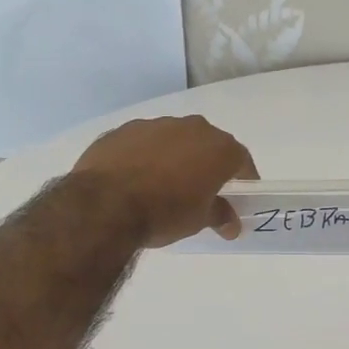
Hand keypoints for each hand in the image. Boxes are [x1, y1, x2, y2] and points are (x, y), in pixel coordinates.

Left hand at [71, 115, 257, 247]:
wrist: (104, 204)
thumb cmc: (164, 212)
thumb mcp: (198, 220)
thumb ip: (219, 215)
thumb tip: (231, 224)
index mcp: (217, 147)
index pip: (241, 159)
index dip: (244, 177)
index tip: (241, 194)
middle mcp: (190, 127)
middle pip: (207, 144)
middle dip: (207, 164)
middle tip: (202, 189)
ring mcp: (155, 124)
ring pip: (173, 139)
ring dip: (174, 156)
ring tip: (164, 184)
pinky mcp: (123, 130)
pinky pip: (143, 142)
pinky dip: (145, 156)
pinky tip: (134, 178)